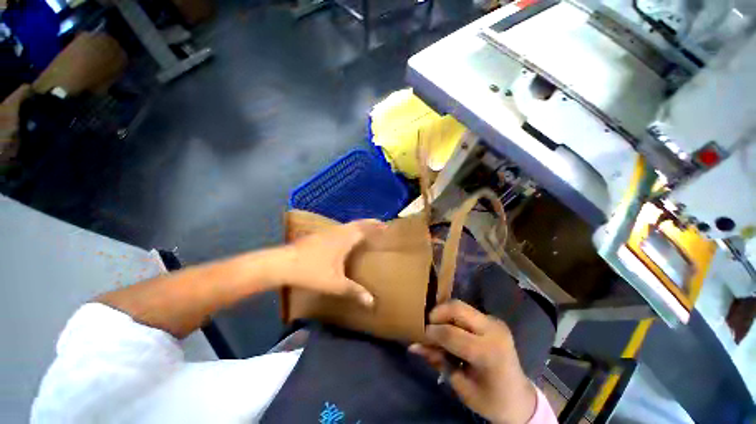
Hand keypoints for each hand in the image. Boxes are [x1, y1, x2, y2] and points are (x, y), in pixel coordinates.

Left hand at [276, 219, 386, 306]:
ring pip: (347, 226)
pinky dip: (348, 231)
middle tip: (379, 226)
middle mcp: (338, 231)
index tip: (386, 226)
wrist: (282, 264)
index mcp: (345, 238)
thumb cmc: (312, 271)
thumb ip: (354, 291)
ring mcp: (327, 232)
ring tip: (365, 232)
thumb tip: (372, 302)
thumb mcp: (335, 284)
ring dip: (358, 226)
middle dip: (369, 224)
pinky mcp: (318, 236)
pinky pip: (339, 229)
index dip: (376, 226)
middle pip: (357, 223)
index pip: (365, 228)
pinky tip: (345, 239)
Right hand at [409, 300, 536, 423]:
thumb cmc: (491, 400)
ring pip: (460, 305)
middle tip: (426, 326)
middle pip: (456, 308)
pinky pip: (466, 311)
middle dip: (436, 314)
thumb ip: (438, 361)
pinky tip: (448, 328)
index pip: (451, 333)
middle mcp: (493, 330)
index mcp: (489, 352)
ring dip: (443, 313)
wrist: (520, 399)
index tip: (419, 335)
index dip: (431, 333)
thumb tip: (414, 346)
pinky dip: (452, 316)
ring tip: (435, 327)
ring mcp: (494, 321)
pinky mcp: (492, 319)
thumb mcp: (462, 386)